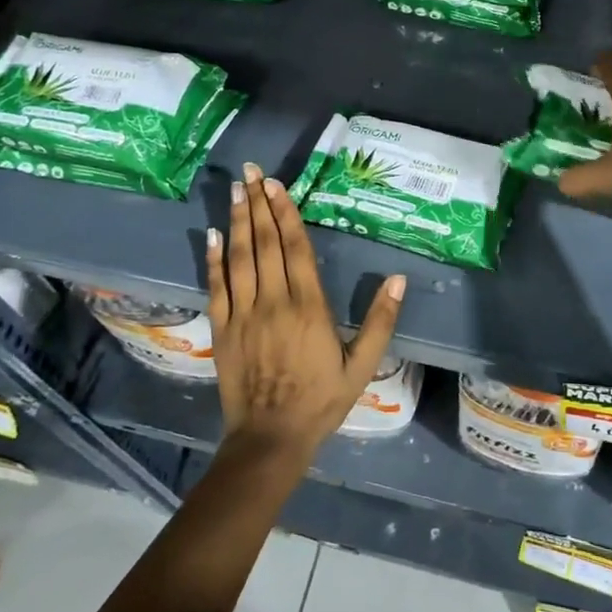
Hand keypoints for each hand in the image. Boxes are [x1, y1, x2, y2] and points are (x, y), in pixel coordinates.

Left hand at [207, 164, 405, 463]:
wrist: (271, 439)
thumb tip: (398, 279)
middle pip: (265, 243)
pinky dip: (213, 259)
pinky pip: (216, 286)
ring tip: (237, 190)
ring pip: (239, 258)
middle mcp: (273, 302)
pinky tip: (213, 234)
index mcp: (309, 307)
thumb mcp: (363, 366)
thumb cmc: (321, 400)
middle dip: (259, 205)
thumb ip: (381, 321)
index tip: (276, 185)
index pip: (295, 248)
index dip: (285, 213)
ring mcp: (243, 314)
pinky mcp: (222, 330)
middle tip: (252, 172)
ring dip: (238, 221)